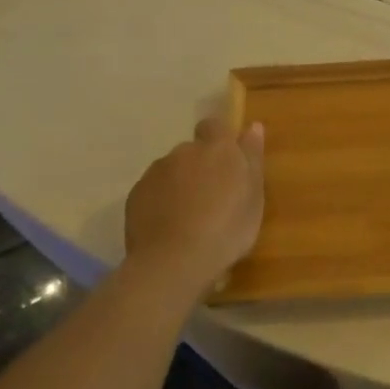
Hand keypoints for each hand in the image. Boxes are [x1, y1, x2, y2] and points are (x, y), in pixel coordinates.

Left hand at [124, 118, 264, 300]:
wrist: (173, 263)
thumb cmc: (226, 229)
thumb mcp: (254, 196)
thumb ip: (252, 158)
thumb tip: (253, 126)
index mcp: (218, 148)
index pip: (214, 125)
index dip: (219, 139)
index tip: (226, 163)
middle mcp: (184, 152)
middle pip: (192, 151)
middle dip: (200, 166)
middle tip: (211, 197)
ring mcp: (156, 172)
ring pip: (171, 170)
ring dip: (180, 184)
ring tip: (188, 216)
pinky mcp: (135, 194)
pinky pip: (153, 190)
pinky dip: (160, 201)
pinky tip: (168, 226)